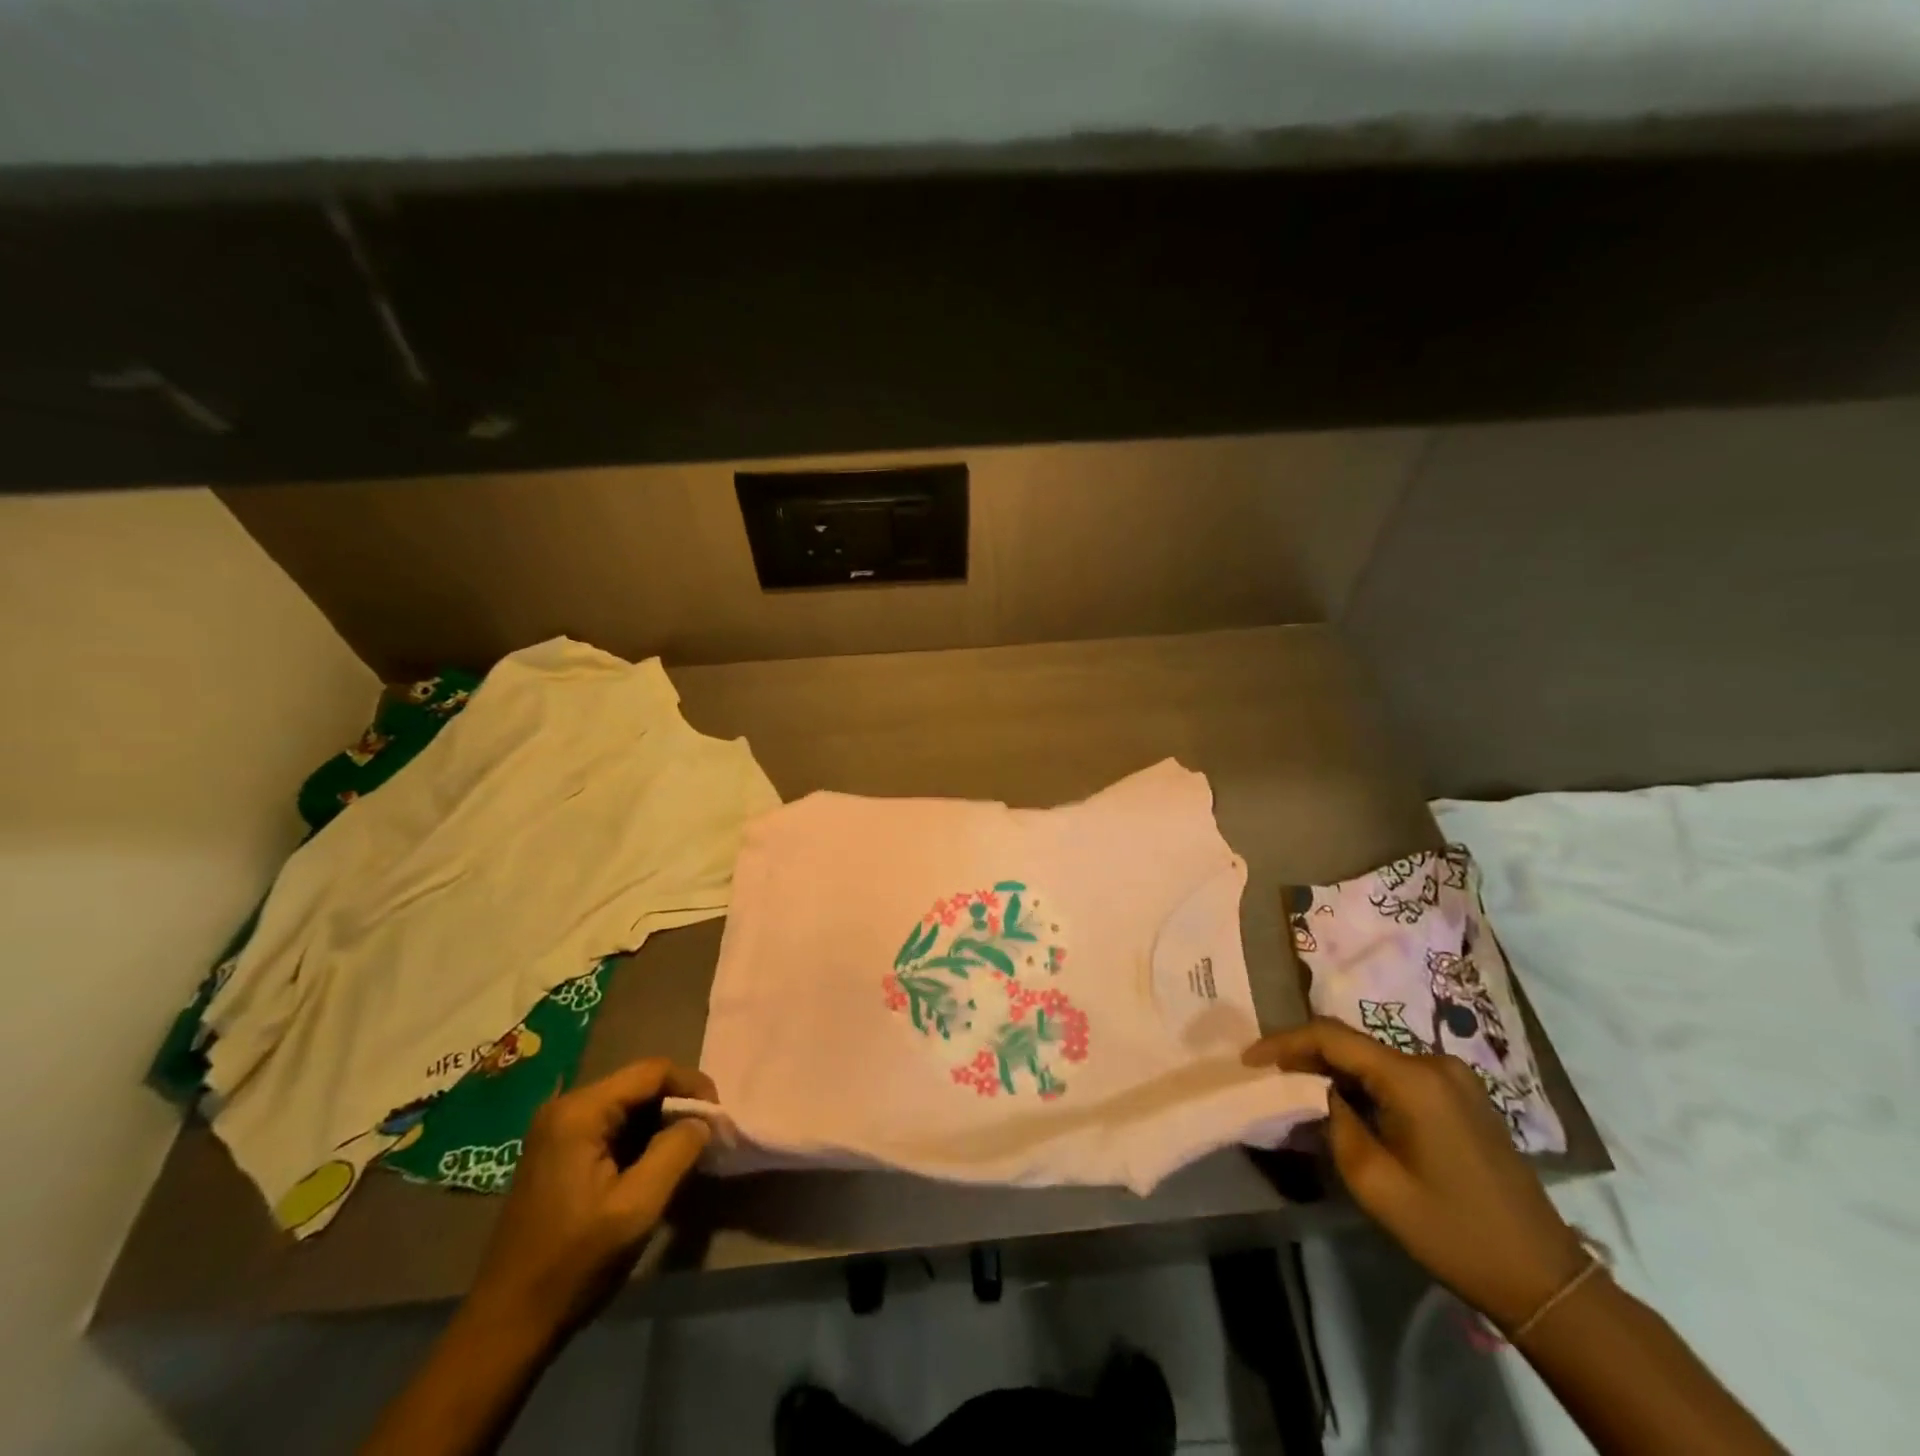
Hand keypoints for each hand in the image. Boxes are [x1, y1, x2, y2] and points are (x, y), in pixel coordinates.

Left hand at [468, 1059, 713, 1338]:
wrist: (506, 1326)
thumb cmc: (574, 1263)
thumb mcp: (637, 1207)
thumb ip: (677, 1151)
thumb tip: (702, 1122)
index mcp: (580, 1112)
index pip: (652, 1071)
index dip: (692, 1086)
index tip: (718, 1118)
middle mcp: (565, 1108)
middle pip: (638, 1085)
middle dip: (677, 1105)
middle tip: (706, 1137)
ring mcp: (556, 1131)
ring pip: (626, 1106)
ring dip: (660, 1123)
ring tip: (687, 1152)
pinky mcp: (556, 1153)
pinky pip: (610, 1127)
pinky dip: (639, 1139)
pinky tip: (654, 1167)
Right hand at [1244, 1017, 1585, 1330]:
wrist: (1543, 1278)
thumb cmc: (1451, 1231)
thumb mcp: (1373, 1181)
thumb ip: (1333, 1120)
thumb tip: (1314, 1090)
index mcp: (1413, 1078)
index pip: (1330, 1036)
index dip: (1283, 1042)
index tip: (1248, 1059)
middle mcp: (1434, 1063)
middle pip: (1353, 1043)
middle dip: (1305, 1055)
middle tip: (1267, 1076)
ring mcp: (1454, 1078)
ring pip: (1373, 1058)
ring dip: (1335, 1070)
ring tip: (1297, 1089)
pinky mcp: (1463, 1096)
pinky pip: (1397, 1074)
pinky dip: (1364, 1083)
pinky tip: (1345, 1104)